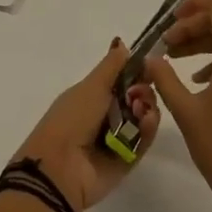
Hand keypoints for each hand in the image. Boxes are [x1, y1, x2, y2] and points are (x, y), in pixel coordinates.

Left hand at [12, 39, 159, 211]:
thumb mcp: (91, 85)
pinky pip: (145, 140)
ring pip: (143, 117)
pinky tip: (147, 120)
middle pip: (137, 97)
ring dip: (147, 108)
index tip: (150, 66)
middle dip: (144, 90)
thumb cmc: (72, 118)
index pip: (123, 79)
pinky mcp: (128, 159)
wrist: (62, 167)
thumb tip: (123, 43)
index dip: (137, 72)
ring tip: (141, 109)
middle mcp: (106, 115)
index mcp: (93, 96)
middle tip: (138, 94)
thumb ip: (111, 65)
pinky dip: (149, 129)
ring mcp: (118, 138)